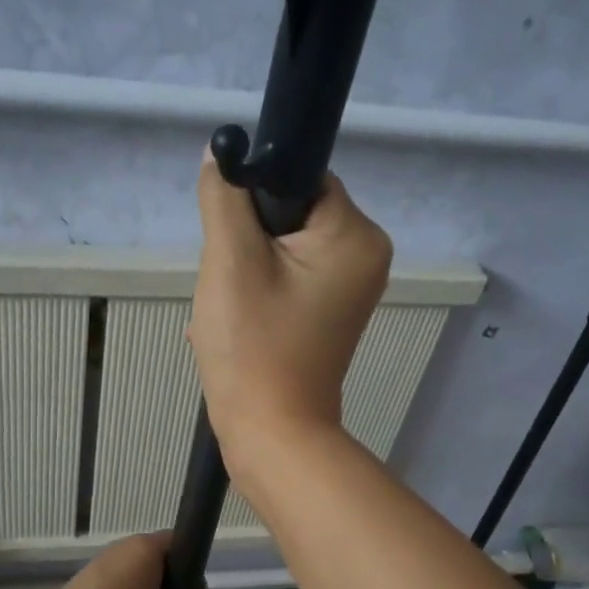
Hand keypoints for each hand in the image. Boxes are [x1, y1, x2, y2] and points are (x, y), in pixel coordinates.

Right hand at [190, 150, 391, 483]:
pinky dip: (259, 294)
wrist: (272, 434)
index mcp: (356, 236)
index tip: (230, 239)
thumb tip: (222, 154)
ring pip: (284, 250)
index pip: (300, 179)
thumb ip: (225, 197)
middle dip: (248, 243)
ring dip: (246, 272)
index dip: (255, 200)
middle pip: (291, 215)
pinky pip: (290, 281)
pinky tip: (237, 324)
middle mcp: (366, 257)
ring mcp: (351, 290)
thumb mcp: (230, 262)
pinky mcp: (332, 314)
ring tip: (231, 312)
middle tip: (230, 284)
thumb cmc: (253, 348)